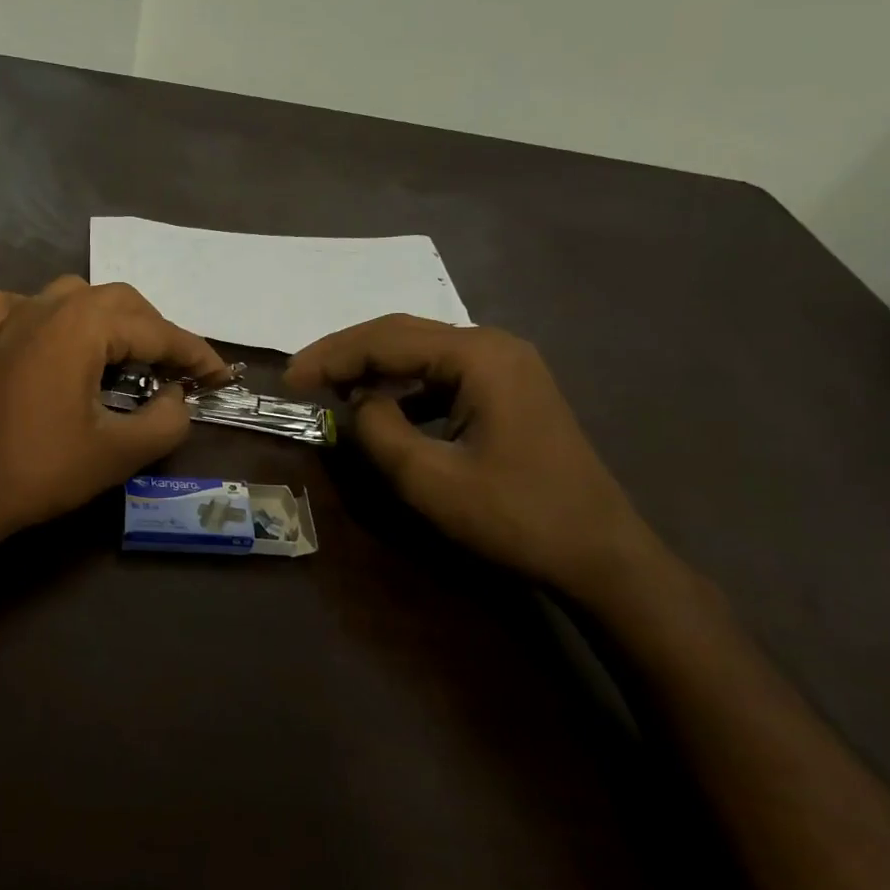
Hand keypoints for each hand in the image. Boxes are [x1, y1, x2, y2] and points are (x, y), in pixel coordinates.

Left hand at [0, 276, 224, 554]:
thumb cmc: (39, 470)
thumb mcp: (118, 453)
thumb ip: (166, 420)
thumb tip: (176, 396)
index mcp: (81, 325)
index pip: (155, 330)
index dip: (194, 354)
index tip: (220, 377)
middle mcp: (46, 306)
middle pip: (118, 302)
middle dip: (155, 331)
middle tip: (175, 371)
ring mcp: (8, 318)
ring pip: (73, 296)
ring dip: (108, 319)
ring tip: (124, 355)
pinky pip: (20, 307)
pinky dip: (45, 315)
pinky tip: (48, 338)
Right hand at [284, 316, 669, 602]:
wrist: (601, 554)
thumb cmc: (516, 517)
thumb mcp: (430, 480)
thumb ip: (379, 432)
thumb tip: (358, 404)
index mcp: (478, 356)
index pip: (386, 340)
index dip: (331, 356)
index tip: (288, 379)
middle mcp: (493, 346)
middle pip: (402, 334)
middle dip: (347, 353)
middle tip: (300, 376)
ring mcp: (506, 366)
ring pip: (421, 351)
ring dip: (373, 366)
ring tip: (330, 387)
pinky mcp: (508, 389)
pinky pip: (441, 373)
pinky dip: (403, 386)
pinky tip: (382, 407)